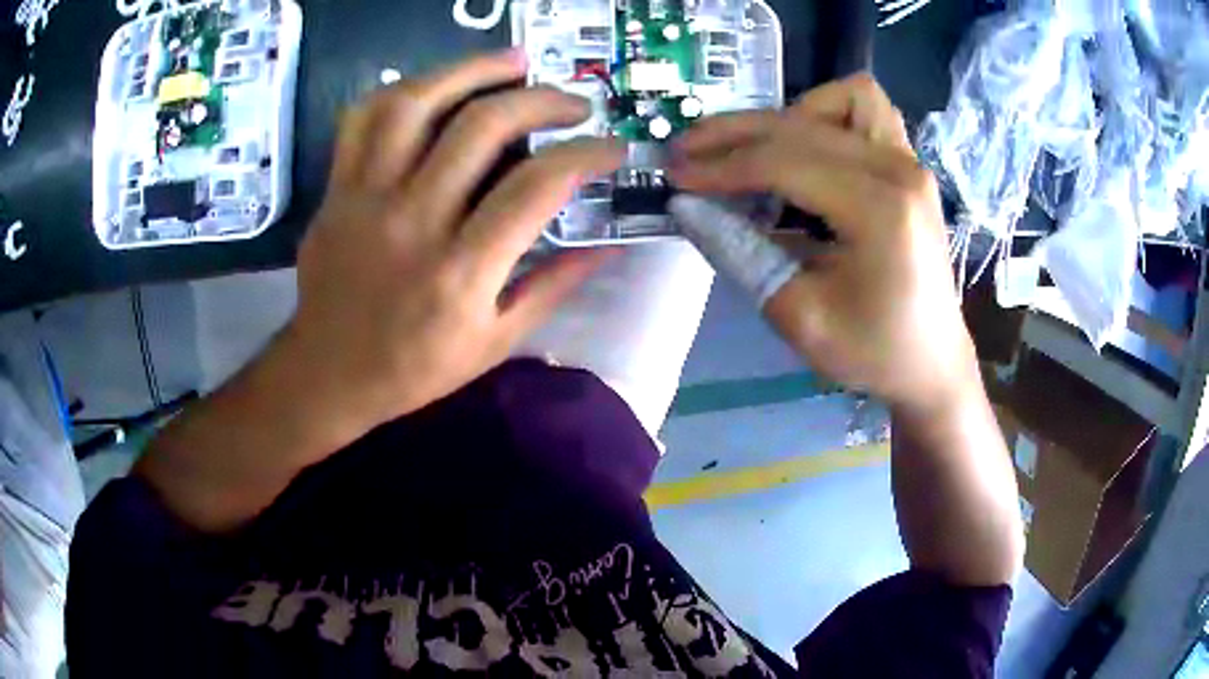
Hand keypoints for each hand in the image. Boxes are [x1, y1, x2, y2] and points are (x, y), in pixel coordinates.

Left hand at [287, 50, 623, 433]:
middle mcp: (413, 221)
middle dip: (542, 101)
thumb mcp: (495, 343)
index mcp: (461, 271)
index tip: (612, 147)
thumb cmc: (415, 367)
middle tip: (573, 103)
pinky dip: (403, 89)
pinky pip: (363, 119)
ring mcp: (367, 198)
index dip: (586, 154)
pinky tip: (436, 85)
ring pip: (416, 105)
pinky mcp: (338, 189)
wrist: (329, 371)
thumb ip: (552, 288)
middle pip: (482, 127)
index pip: (538, 186)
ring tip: (512, 62)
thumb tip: (607, 246)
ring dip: (472, 70)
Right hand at [671, 75, 977, 413]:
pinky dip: (828, 116)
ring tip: (757, 151)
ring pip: (839, 98)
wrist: (932, 362)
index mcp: (880, 210)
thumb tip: (689, 206)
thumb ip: (741, 253)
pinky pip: (867, 111)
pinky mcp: (909, 165)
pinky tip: (808, 149)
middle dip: (735, 136)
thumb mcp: (799, 317)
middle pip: (801, 125)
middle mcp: (899, 169)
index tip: (674, 175)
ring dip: (789, 117)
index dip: (721, 167)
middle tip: (688, 154)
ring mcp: (909, 161)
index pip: (783, 163)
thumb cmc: (873, 352)